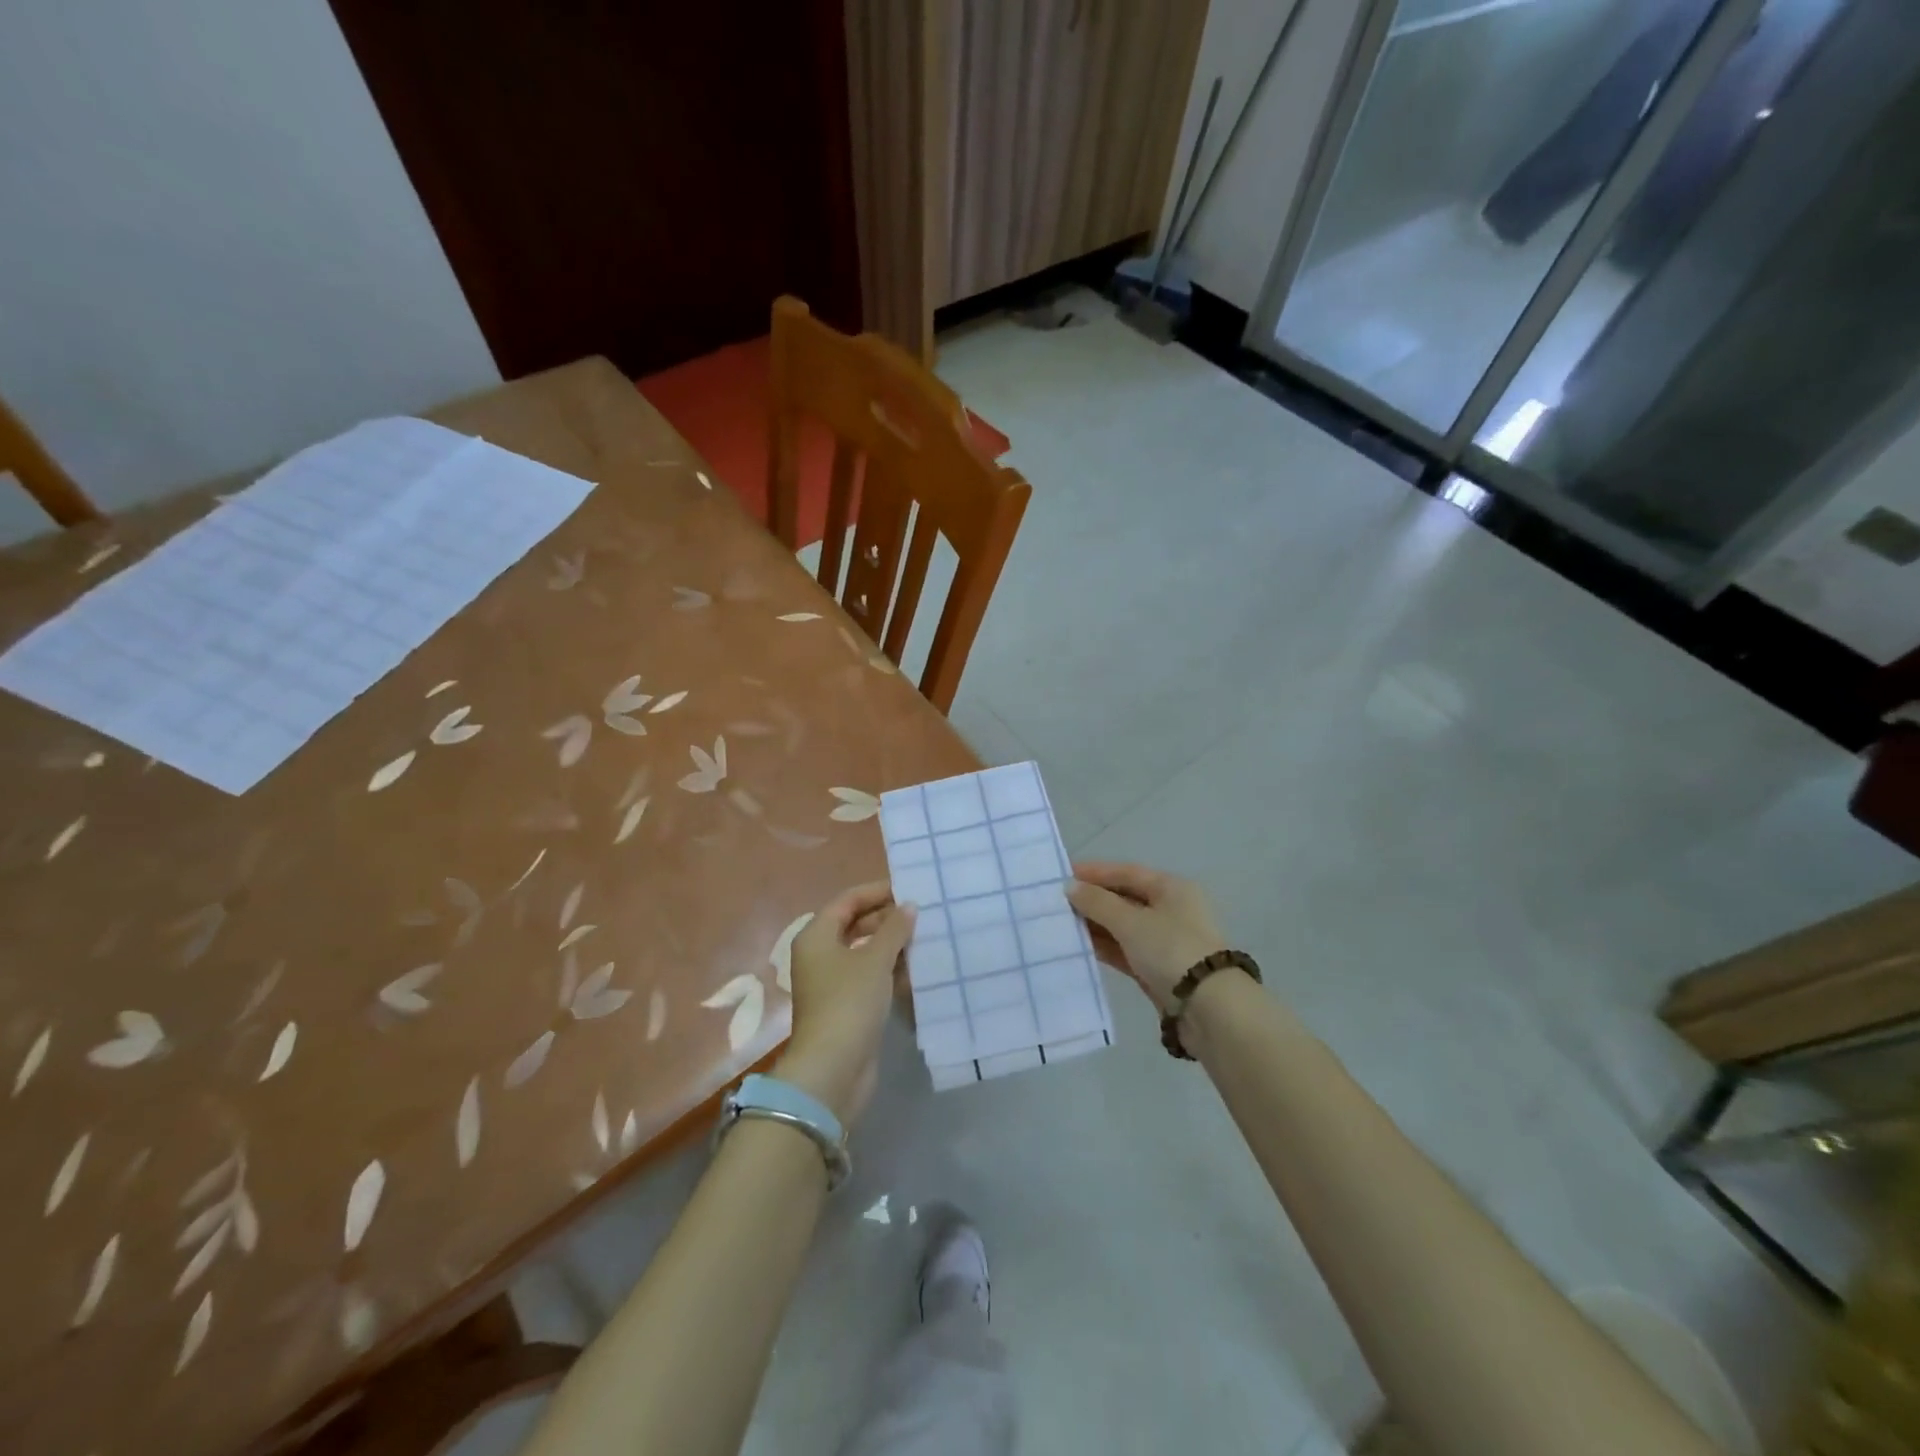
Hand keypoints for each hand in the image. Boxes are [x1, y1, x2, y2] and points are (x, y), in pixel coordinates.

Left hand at [773, 881, 915, 1126]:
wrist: (833, 1068)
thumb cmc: (849, 1002)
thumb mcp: (875, 959)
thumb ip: (894, 929)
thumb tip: (908, 906)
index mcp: (817, 936)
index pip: (848, 900)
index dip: (877, 892)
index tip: (909, 889)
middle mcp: (820, 955)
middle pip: (855, 924)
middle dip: (887, 919)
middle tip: (922, 914)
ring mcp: (832, 982)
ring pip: (865, 952)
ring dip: (892, 946)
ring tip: (925, 938)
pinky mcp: (847, 1005)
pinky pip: (870, 977)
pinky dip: (890, 971)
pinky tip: (917, 970)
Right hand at [1066, 862, 1226, 1011]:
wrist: (1210, 1009)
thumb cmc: (1171, 950)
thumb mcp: (1131, 922)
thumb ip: (1098, 903)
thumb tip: (1070, 886)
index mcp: (1171, 888)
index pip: (1126, 872)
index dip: (1094, 872)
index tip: (1062, 876)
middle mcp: (1171, 910)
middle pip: (1125, 898)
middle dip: (1092, 901)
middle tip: (1056, 904)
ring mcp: (1166, 941)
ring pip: (1124, 926)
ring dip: (1096, 925)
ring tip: (1062, 926)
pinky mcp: (1160, 969)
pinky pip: (1127, 950)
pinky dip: (1106, 947)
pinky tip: (1081, 948)